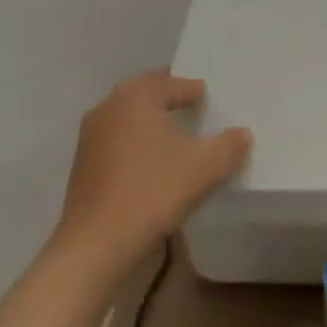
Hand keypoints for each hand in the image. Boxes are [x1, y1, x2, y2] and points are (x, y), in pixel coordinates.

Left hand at [57, 70, 252, 262]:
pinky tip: (152, 160)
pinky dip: (136, 141)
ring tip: (175, 134)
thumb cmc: (153, 192)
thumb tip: (243, 134)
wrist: (97, 244)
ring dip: (150, 119)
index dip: (194, 90)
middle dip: (169, 97)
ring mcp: (91, 135)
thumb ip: (230, 145)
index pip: (172, 82)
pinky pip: (117, 138)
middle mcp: (109, 107)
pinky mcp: (83, 163)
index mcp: (137, 97)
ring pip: (127, 116)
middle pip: (145, 92)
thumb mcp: (206, 167)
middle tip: (194, 106)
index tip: (211, 101)